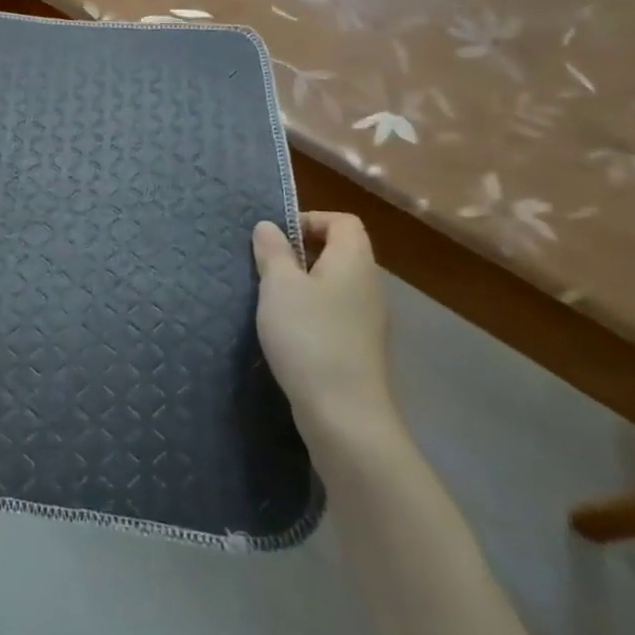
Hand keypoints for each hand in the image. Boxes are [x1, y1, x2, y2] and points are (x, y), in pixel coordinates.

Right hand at [253, 212, 393, 438]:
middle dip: (300, 253)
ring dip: (302, 285)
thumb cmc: (310, 337)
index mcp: (354, 261)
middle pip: (339, 251)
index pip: (343, 221)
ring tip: (270, 300)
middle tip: (266, 268)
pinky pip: (334, 314)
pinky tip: (286, 333)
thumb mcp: (280, 286)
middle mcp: (368, 285)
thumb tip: (269, 227)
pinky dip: (310, 313)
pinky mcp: (359, 349)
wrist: (345, 415)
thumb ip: (273, 252)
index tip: (276, 239)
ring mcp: (367, 320)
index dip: (310, 219)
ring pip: (334, 285)